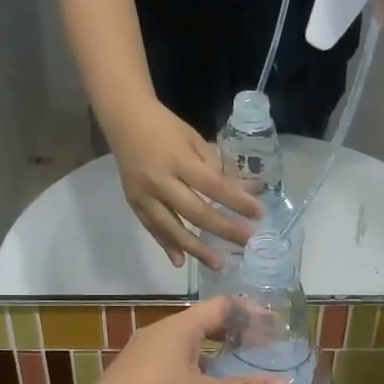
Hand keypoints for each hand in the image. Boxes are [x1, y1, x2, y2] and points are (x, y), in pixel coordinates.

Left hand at [87, 296, 288, 383]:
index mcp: (179, 329)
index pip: (221, 307)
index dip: (248, 313)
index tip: (272, 327)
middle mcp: (160, 335)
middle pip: (203, 326)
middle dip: (232, 338)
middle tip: (260, 352)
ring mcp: (143, 356)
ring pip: (187, 350)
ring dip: (212, 360)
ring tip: (237, 377)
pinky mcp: (134, 378)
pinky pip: (173, 368)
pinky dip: (194, 376)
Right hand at [104, 99, 261, 268]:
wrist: (124, 119)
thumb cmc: (166, 127)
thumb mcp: (195, 139)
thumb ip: (218, 167)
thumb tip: (247, 191)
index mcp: (179, 160)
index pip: (213, 186)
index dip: (237, 202)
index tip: (259, 215)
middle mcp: (161, 181)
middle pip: (196, 212)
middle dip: (224, 230)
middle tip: (247, 243)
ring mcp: (144, 195)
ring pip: (172, 228)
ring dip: (196, 249)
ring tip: (218, 264)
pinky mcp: (133, 203)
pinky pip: (152, 229)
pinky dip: (166, 245)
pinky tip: (180, 262)